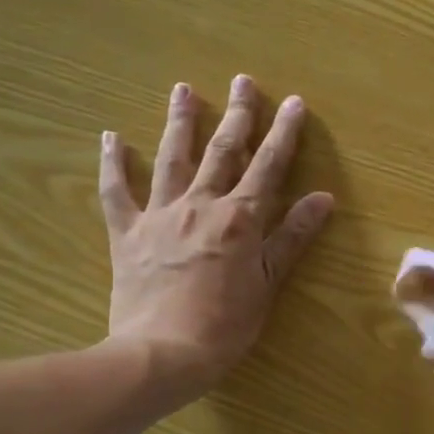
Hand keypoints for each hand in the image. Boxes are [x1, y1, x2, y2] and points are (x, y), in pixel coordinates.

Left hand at [99, 75, 333, 393]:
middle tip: (243, 80)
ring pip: (172, 158)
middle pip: (222, 151)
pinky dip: (113, 164)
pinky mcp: (127, 233)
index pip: (268, 166)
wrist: (162, 353)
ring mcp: (160, 215)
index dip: (284, 133)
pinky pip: (116, 192)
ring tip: (183, 89)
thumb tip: (323, 198)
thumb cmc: (225, 325)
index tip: (294, 103)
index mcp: (240, 218)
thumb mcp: (268, 283)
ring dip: (180, 122)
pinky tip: (111, 137)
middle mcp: (201, 205)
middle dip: (237, 114)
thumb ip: (293, 237)